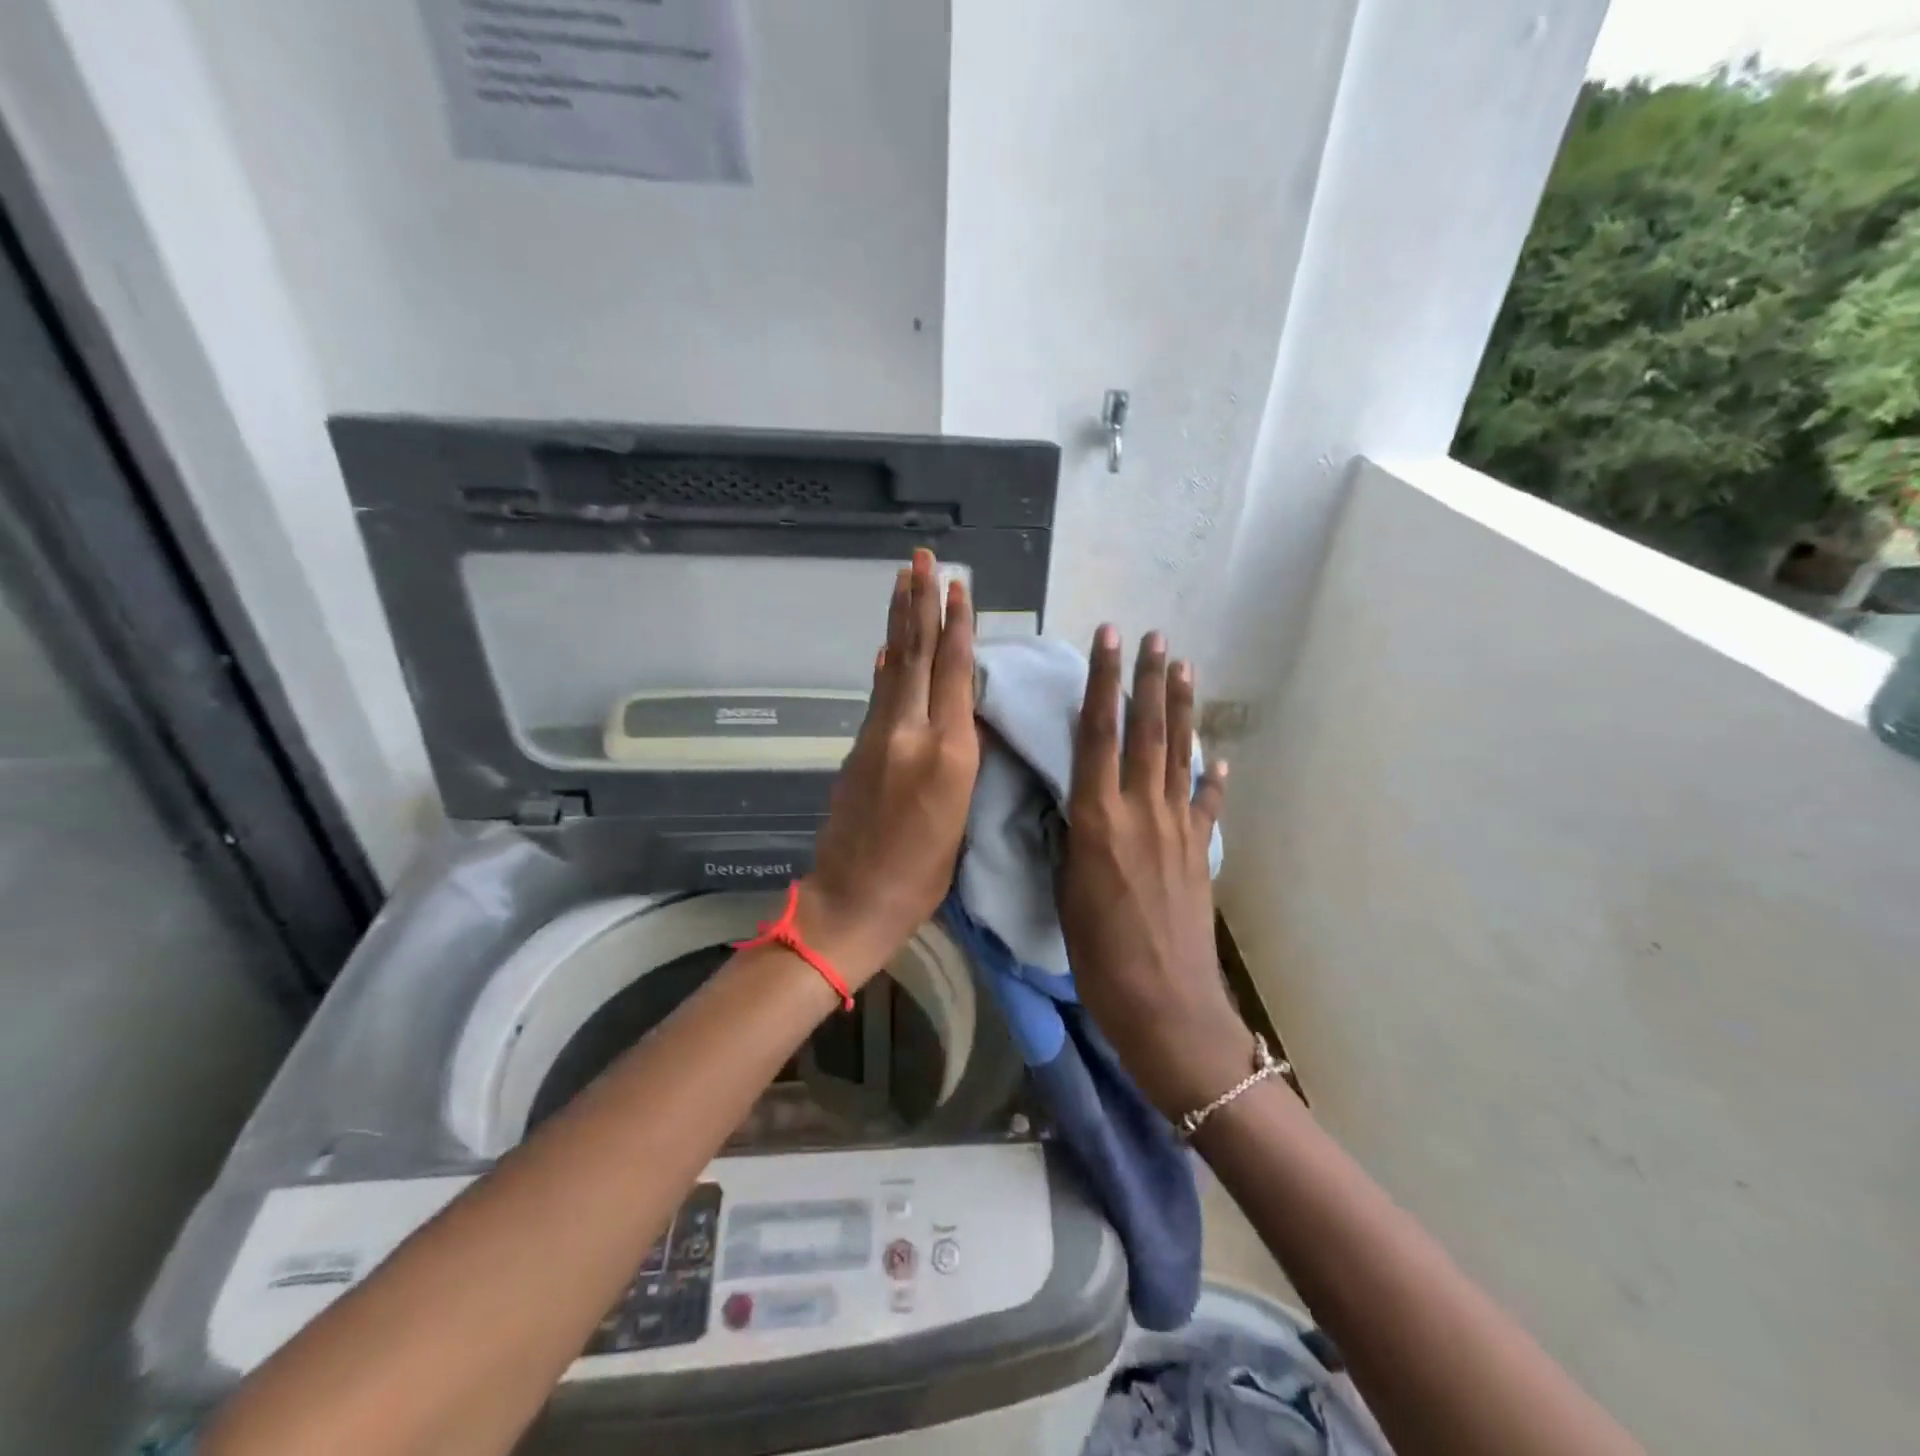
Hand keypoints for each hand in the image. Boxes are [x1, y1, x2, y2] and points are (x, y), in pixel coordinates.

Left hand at [799, 550, 978, 985]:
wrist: (853, 900)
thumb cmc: (922, 875)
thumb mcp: (960, 817)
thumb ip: (960, 758)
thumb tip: (956, 712)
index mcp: (948, 755)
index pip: (955, 674)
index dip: (958, 626)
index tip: (958, 585)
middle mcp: (911, 733)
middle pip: (918, 656)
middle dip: (921, 603)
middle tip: (921, 558)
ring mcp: (878, 737)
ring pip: (894, 667)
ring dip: (900, 621)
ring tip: (904, 580)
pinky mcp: (858, 748)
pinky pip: (878, 694)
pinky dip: (886, 664)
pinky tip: (889, 645)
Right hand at [1059, 625, 1247, 1119]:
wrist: (1166, 1006)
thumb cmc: (1099, 956)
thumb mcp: (1065, 892)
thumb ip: (1071, 839)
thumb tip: (1071, 805)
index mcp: (1098, 819)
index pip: (1097, 735)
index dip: (1102, 683)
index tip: (1107, 640)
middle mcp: (1141, 812)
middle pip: (1146, 732)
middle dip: (1147, 680)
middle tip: (1154, 637)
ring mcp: (1177, 830)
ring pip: (1178, 755)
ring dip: (1180, 709)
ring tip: (1181, 668)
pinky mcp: (1198, 853)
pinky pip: (1205, 805)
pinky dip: (1211, 778)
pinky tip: (1216, 758)